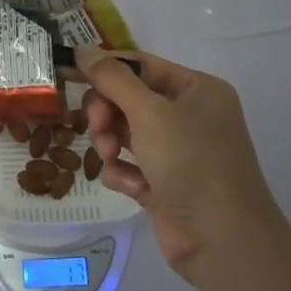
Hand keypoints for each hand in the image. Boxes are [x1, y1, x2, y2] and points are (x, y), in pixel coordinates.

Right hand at [76, 49, 290, 285]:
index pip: (140, 65)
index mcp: (197, 89)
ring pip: (123, 132)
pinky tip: (134, 188)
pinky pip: (129, 164)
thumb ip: (112, 79)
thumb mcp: (149, 112)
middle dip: (107, 114)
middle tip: (100, 128)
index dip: (104, 68)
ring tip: (114, 160)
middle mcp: (189, 115)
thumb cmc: (191, 162)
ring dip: (111, 144)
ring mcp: (177, 150)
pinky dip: (124, 173)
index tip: (67, 71)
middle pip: (128, 99)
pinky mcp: (164, 182)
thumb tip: (82, 49)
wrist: (222, 240)